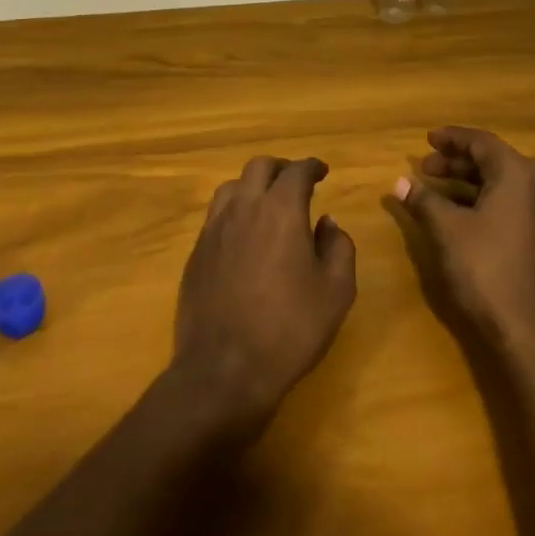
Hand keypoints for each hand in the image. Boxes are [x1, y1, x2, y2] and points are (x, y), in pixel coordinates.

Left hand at [174, 156, 356, 425]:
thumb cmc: (290, 328)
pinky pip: (216, 215)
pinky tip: (244, 234)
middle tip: (296, 182)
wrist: (224, 368)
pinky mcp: (196, 252)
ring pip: (231, 187)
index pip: (296, 171)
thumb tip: (327, 222)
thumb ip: (338, 247)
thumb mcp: (336, 291)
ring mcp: (213, 229)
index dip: (312, 167)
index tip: (322, 171)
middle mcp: (243, 208)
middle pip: (259, 167)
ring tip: (267, 203)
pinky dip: (234, 211)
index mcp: (280, 210)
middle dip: (281, 168)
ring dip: (252, 186)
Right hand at [394, 127, 534, 354]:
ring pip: (500, 183)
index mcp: (517, 174)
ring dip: (466, 182)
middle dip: (456, 161)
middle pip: (492, 160)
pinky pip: (507, 203)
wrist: (530, 330)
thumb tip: (399, 182)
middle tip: (423, 167)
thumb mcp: (447, 230)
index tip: (427, 139)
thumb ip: (423, 200)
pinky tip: (456, 214)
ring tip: (433, 189)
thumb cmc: (486, 268)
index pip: (481, 142)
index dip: (451, 138)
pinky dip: (480, 200)